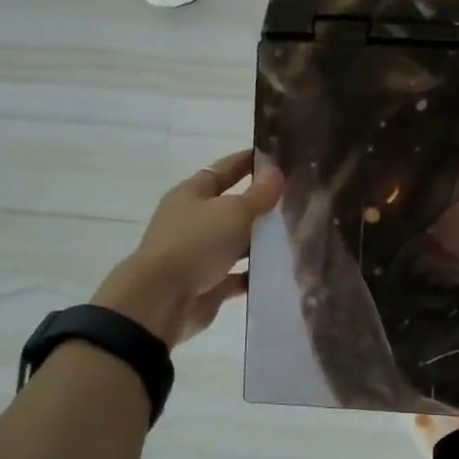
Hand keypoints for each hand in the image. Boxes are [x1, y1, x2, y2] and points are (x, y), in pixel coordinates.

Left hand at [92, 150, 284, 347]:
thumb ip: (259, 194)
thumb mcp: (234, 212)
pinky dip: (255, 274)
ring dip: (259, 241)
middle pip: (230, 207)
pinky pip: (236, 276)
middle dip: (259, 204)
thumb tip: (276, 172)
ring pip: (235, 243)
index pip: (223, 170)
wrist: (162, 301)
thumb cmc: (196, 244)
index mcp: (191, 195)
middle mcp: (192, 222)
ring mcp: (197, 255)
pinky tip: (281, 270)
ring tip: (296, 235)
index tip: (275, 156)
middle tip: (295, 198)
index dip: (247, 162)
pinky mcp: (206, 285)